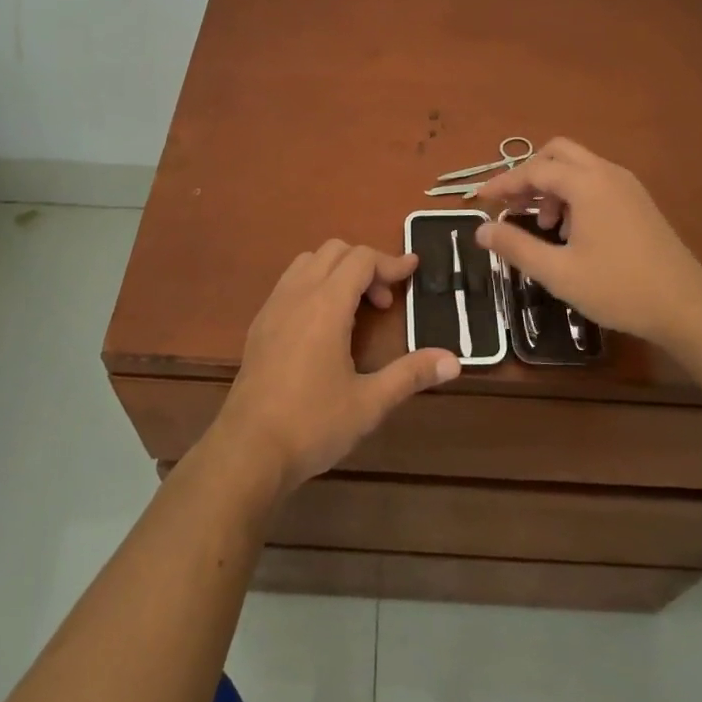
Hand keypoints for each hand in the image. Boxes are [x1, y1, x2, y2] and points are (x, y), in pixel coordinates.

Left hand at [211, 240, 459, 494]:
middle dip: (365, 265)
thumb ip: (410, 374)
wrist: (248, 451)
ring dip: (337, 271)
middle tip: (384, 302)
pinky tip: (323, 326)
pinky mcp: (259, 325)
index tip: (414, 270)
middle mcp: (298, 294)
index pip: (362, 259)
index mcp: (326, 304)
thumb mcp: (369, 403)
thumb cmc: (312, 424)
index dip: (391, 262)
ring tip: (354, 310)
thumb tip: (454, 360)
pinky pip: (289, 282)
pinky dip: (314, 284)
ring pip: (308, 262)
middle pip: (335, 251)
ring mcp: (273, 307)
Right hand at [474, 138, 701, 349]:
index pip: (534, 169)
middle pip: (558, 153)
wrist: (687, 306)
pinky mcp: (638, 201)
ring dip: (553, 185)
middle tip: (514, 205)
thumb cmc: (618, 288)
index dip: (503, 182)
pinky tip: (572, 232)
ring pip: (578, 167)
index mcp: (587, 184)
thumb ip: (516, 247)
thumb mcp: (558, 273)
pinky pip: (596, 181)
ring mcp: (627, 185)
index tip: (480, 199)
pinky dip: (574, 194)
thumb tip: (481, 230)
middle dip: (530, 174)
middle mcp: (607, 173)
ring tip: (544, 225)